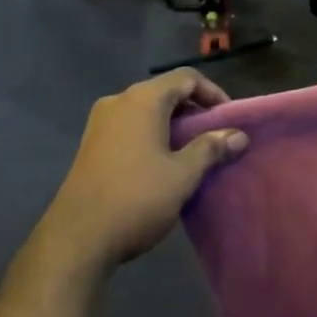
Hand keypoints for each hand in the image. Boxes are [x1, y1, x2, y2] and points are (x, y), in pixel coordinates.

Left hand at [30, 69, 248, 278]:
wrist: (77, 238)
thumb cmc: (136, 198)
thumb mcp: (183, 175)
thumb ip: (211, 149)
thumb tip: (239, 135)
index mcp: (142, 100)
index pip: (186, 77)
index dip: (213, 93)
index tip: (230, 119)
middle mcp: (119, 102)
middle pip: (165, 92)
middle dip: (194, 111)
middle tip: (216, 137)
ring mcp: (100, 123)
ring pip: (146, 111)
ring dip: (173, 125)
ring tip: (194, 153)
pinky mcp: (91, 145)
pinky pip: (130, 127)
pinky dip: (152, 135)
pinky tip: (163, 164)